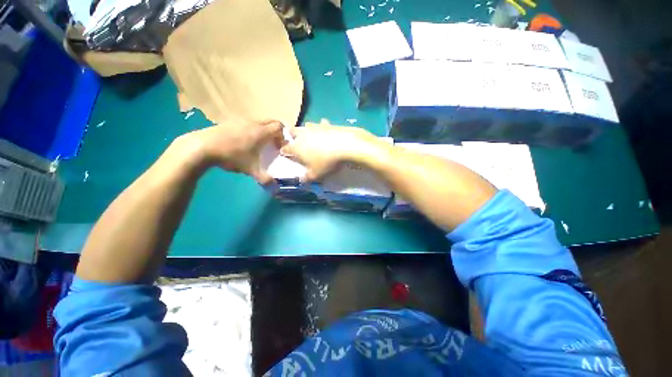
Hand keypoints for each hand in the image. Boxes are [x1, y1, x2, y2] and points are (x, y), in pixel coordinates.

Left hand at [174, 119, 283, 183]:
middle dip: (274, 131)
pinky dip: (248, 130)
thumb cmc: (232, 156)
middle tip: (272, 144)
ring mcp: (241, 120)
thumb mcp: (249, 170)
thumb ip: (264, 178)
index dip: (284, 135)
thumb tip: (275, 187)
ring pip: (257, 122)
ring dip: (260, 130)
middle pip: (270, 122)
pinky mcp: (230, 122)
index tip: (281, 146)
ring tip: (255, 144)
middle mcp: (254, 123)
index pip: (280, 127)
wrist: (207, 145)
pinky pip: (244, 124)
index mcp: (262, 132)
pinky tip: (239, 143)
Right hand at [280, 120, 379, 181]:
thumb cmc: (326, 162)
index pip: (286, 148)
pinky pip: (322, 123)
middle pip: (292, 131)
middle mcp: (302, 135)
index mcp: (297, 148)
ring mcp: (315, 127)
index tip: (283, 153)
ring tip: (308, 132)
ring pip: (306, 125)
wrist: (345, 145)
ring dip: (306, 128)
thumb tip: (301, 180)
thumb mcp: (316, 175)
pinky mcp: (327, 124)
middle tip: (293, 137)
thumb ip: (307, 178)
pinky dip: (322, 125)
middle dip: (291, 134)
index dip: (283, 151)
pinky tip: (325, 128)